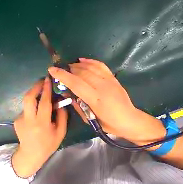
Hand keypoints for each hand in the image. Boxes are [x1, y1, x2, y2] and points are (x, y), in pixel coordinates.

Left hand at [12, 77, 67, 177]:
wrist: (30, 156)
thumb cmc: (48, 145)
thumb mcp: (61, 132)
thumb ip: (62, 116)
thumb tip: (60, 102)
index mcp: (41, 124)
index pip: (44, 102)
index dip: (46, 89)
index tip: (48, 79)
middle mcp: (28, 120)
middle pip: (28, 98)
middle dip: (35, 86)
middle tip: (43, 81)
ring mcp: (20, 119)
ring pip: (27, 101)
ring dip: (35, 94)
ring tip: (43, 92)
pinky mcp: (16, 120)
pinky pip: (27, 107)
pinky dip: (33, 104)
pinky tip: (38, 109)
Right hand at [48, 58, 165, 146]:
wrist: (129, 119)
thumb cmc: (108, 124)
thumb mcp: (89, 119)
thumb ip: (77, 104)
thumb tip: (66, 92)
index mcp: (96, 99)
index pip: (76, 83)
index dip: (63, 75)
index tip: (52, 70)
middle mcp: (102, 86)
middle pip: (82, 73)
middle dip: (68, 69)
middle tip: (61, 69)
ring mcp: (109, 80)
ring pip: (90, 67)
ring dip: (77, 65)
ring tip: (69, 66)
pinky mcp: (113, 78)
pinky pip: (100, 65)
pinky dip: (90, 61)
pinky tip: (82, 60)